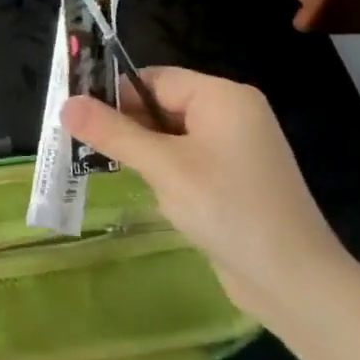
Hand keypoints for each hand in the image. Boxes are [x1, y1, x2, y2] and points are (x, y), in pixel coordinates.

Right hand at [60, 69, 348, 318]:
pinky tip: (141, 187)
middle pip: (161, 104)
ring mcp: (235, 148)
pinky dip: (160, 168)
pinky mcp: (232, 179)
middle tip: (79, 144)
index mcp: (222, 97)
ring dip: (138, 148)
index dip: (113, 94)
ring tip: (101, 165)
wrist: (293, 281)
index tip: (75, 117)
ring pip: (170, 134)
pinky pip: (185, 158)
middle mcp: (231, 114)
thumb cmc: (228, 210)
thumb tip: (66, 104)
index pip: (154, 79)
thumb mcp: (163, 167)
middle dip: (123, 123)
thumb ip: (114, 133)